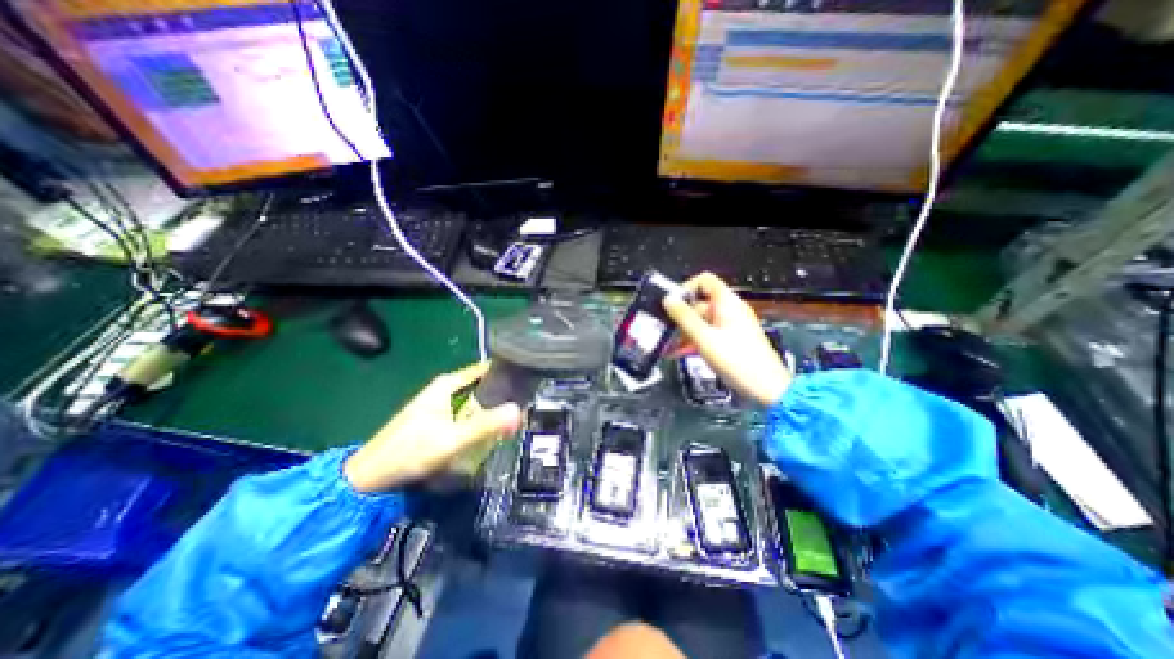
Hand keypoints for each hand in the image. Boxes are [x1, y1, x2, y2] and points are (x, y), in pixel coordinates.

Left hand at [342, 360, 518, 493]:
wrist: (370, 477)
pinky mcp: (438, 418)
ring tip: (513, 422)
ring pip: (476, 401)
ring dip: (492, 410)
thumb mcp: (452, 439)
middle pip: (483, 385)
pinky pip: (468, 413)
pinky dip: (480, 420)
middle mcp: (445, 388)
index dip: (507, 374)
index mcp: (448, 384)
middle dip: (503, 397)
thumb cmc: (410, 452)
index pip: (486, 368)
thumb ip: (486, 425)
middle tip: (524, 410)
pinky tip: (490, 433)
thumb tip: (518, 412)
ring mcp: (441, 403)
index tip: (529, 383)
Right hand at [663, 273, 793, 405]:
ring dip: (684, 332)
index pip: (704, 281)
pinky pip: (708, 334)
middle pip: (700, 304)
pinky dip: (693, 341)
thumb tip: (668, 299)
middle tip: (664, 331)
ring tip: (667, 346)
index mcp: (726, 303)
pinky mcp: (731, 340)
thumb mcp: (704, 338)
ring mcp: (731, 326)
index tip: (671, 304)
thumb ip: (684, 317)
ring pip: (701, 321)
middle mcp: (729, 310)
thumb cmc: (736, 360)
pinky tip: (678, 353)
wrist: (766, 388)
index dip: (686, 288)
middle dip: (680, 317)